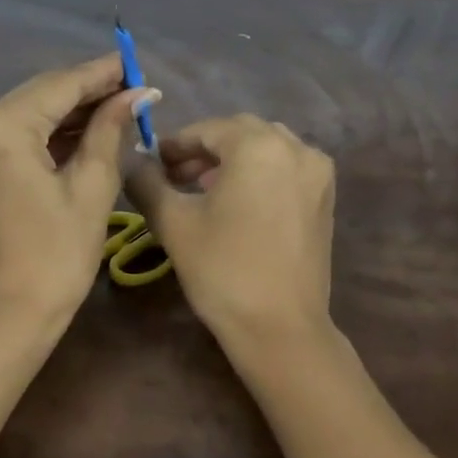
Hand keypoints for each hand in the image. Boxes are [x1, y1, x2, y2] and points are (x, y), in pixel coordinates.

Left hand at [0, 54, 155, 327]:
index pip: (60, 84)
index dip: (102, 73)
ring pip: (31, 112)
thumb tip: (138, 94)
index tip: (138, 63)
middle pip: (42, 93)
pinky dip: (52, 132)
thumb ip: (110, 131)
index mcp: (1, 127)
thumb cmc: (55, 258)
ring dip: (73, 111)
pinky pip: (18, 134)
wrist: (5, 316)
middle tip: (137, 88)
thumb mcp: (91, 189)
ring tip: (123, 107)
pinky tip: (90, 129)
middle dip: (89, 91)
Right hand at [126, 114, 335, 346]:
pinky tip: (238, 202)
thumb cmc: (222, 269)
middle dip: (205, 149)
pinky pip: (286, 169)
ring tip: (204, 189)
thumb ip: (147, 182)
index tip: (153, 164)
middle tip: (174, 175)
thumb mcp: (173, 223)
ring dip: (233, 159)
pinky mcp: (325, 199)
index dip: (176, 144)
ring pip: (266, 148)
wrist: (280, 327)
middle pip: (240, 133)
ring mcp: (317, 173)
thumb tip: (132, 162)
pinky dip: (260, 173)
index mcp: (259, 146)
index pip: (208, 129)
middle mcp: (296, 148)